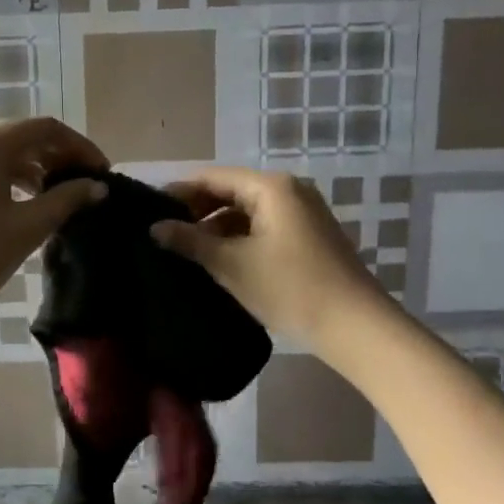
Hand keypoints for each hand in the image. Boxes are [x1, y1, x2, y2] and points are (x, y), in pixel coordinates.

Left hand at [0, 119, 107, 331]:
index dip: (81, 147)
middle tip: (89, 185)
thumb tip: (98, 187)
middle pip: (27, 136)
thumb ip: (66, 200)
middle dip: (61, 157)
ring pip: (8, 152)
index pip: (47, 129)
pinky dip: (16, 178)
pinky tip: (33, 201)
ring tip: (66, 196)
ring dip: (40, 168)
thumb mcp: (26, 227)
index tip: (105, 173)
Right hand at [151, 167, 385, 346]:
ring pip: (247, 211)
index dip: (178, 192)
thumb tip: (155, 228)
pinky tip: (219, 260)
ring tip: (185, 250)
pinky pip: (263, 226)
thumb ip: (190, 242)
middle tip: (163, 233)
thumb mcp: (232, 265)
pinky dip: (238, 238)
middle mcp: (289, 190)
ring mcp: (303, 213)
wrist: (355, 326)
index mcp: (270, 187)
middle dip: (197, 210)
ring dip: (217, 227)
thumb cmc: (290, 288)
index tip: (149, 210)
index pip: (212, 177)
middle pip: (231, 191)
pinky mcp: (309, 236)